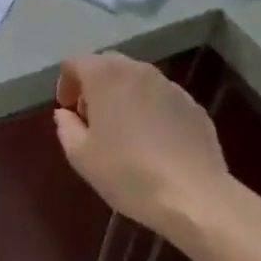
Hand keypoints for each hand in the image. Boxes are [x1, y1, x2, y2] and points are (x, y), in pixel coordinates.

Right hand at [54, 54, 228, 240]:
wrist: (195, 197)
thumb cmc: (127, 173)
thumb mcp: (81, 156)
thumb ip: (66, 127)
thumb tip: (67, 115)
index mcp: (105, 75)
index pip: (75, 63)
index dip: (65, 84)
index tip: (69, 113)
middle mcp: (138, 70)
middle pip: (107, 66)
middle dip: (94, 87)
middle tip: (92, 120)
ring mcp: (170, 86)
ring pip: (137, 81)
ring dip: (123, 97)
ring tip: (124, 132)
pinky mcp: (194, 106)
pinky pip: (161, 99)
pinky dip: (150, 110)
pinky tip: (154, 143)